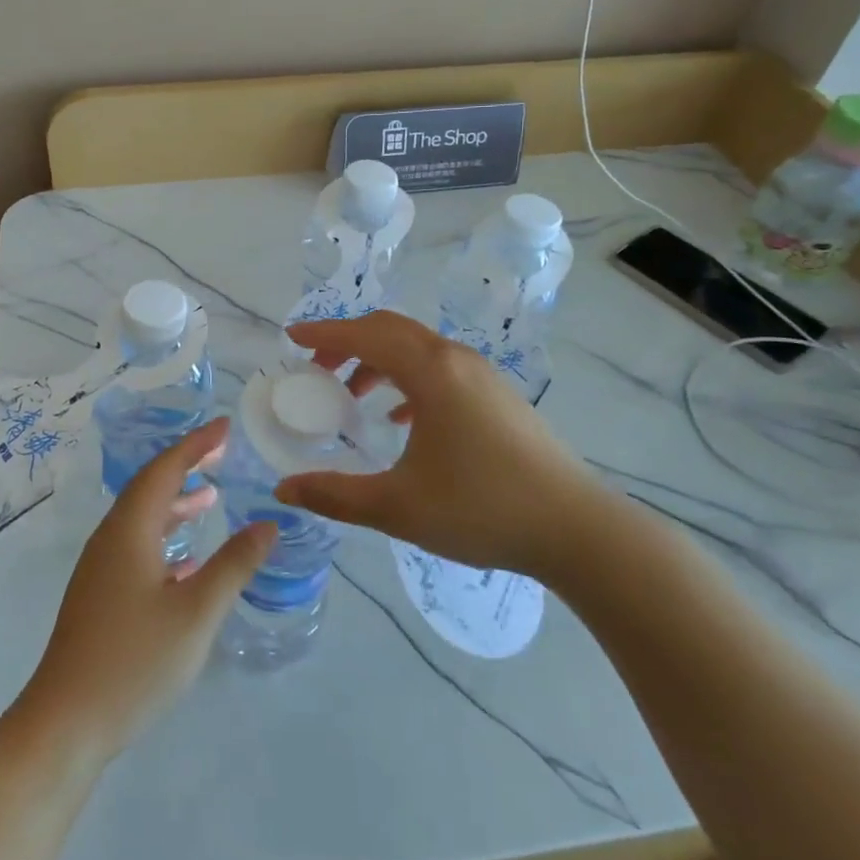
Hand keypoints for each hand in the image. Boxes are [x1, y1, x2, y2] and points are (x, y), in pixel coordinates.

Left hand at [19, 418, 276, 761]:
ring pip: (142, 518)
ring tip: (209, 498)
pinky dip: (164, 536)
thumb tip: (268, 524)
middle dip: (186, 466)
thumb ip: (234, 565)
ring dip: (175, 502)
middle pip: (150, 486)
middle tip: (222, 454)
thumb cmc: (134, 661)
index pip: (165, 469)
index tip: (226, 427)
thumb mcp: (196, 613)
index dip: (197, 444)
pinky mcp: (99, 594)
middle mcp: (111, 538)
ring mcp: (101, 567)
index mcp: (130, 530)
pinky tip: (186, 561)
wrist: (65, 722)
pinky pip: (136, 544)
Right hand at [277, 311, 609, 581]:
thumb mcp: (397, 506)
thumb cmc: (481, 509)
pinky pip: (440, 368)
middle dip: (348, 342)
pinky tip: (402, 418)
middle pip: (390, 330)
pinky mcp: (497, 394)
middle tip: (317, 368)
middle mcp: (454, 359)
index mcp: (429, 372)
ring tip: (353, 394)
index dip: (323, 333)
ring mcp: (481, 374)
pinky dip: (408, 378)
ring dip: (378, 359)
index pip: (364, 335)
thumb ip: (335, 495)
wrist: (576, 529)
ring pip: (417, 348)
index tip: (291, 337)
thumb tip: (283, 491)